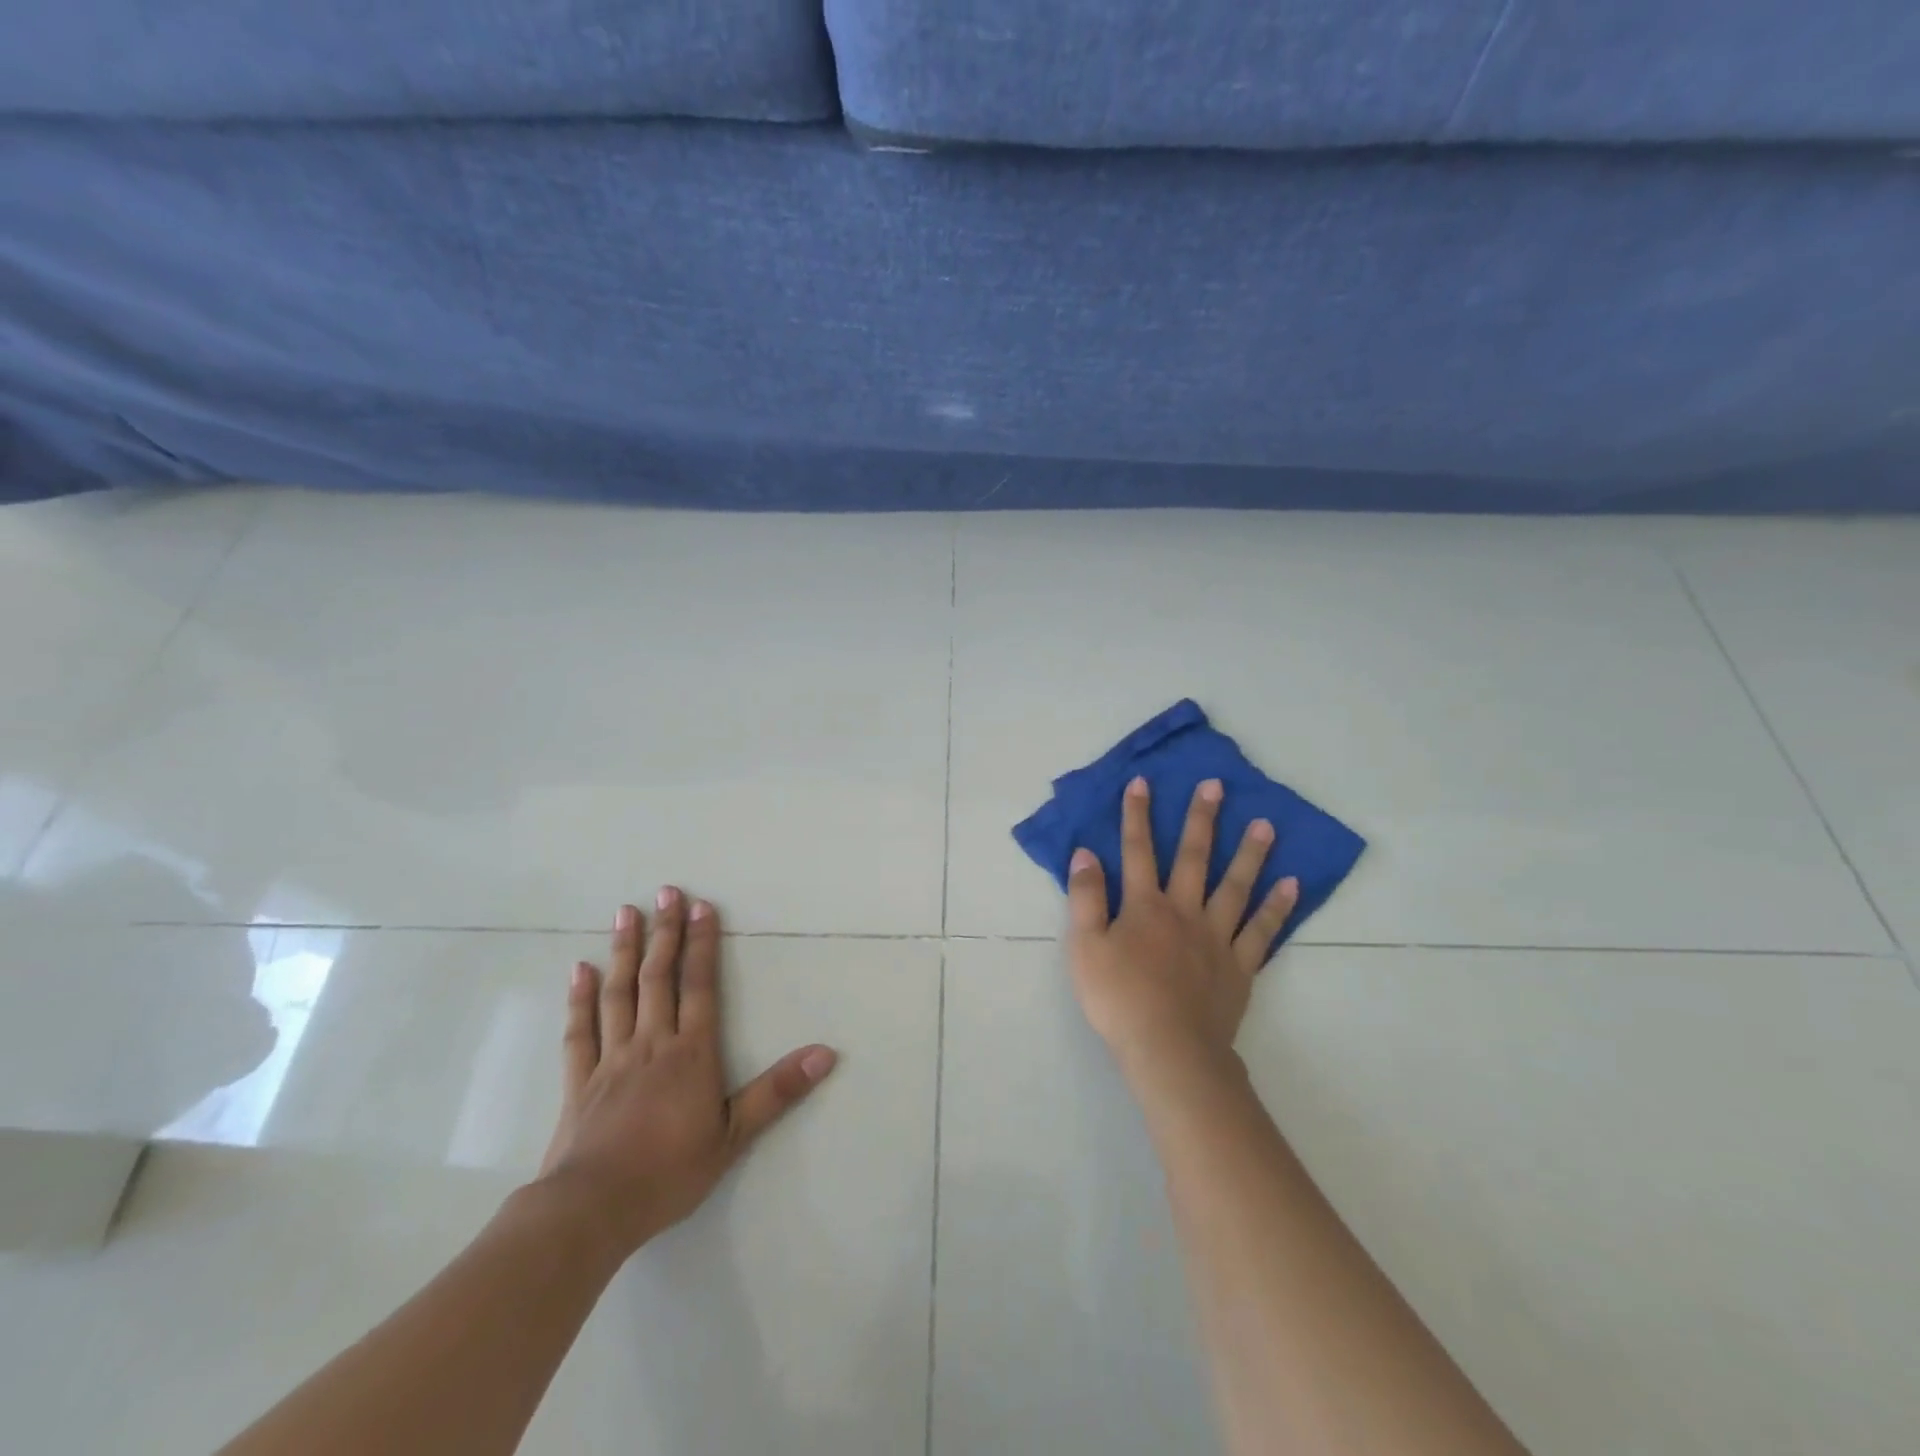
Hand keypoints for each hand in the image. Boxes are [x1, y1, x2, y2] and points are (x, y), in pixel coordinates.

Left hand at [534, 888, 836, 1258]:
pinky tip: (580, 969)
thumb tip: (826, 1054)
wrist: (591, 1211)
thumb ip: (778, 1091)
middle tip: (665, 891)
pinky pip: (580, 1030)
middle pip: (658, 977)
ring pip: (619, 992)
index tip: (701, 906)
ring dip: (624, 950)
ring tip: (626, 912)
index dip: (702, 944)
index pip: (699, 986)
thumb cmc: (669, 1172)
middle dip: (664, 932)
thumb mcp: (733, 1136)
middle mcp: (651, 1043)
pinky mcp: (579, 1080)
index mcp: (690, 1053)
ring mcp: (611, 1058)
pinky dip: (580, 998)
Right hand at [1065, 776, 1297, 1080]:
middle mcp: (1184, 911)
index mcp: (1144, 906)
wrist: (1168, 1050)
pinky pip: (1262, 931)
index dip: (1137, 815)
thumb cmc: (1119, 998)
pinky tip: (1292, 884)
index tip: (1143, 782)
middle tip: (1216, 786)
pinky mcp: (1240, 966)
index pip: (1138, 850)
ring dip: (1250, 853)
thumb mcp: (1084, 947)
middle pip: (1193, 857)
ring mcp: (1217, 938)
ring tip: (1267, 824)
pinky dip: (1277, 907)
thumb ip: (1085, 898)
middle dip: (1201, 819)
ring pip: (1236, 886)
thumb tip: (1086, 854)